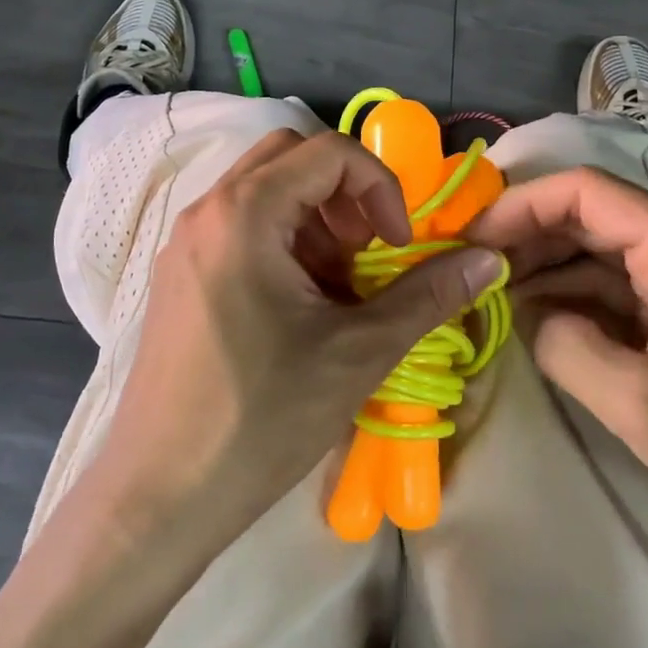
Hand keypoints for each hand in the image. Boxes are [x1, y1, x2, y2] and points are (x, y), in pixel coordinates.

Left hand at [94, 129, 504, 534]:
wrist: (159, 495)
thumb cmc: (262, 418)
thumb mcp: (358, 352)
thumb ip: (427, 295)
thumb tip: (488, 259)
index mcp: (245, 212)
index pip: (330, 151)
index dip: (380, 187)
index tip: (397, 245)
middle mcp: (207, 210)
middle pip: (292, 156)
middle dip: (345, 193)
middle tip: (368, 252)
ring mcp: (186, 241)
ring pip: (265, 189)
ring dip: (315, 219)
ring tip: (338, 287)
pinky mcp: (180, 273)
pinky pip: (240, 224)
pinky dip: (283, 240)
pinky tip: (299, 307)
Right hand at [469, 167, 647, 573]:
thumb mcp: (645, 407)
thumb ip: (567, 347)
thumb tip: (521, 312)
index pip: (587, 192)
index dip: (522, 205)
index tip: (471, 238)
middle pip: (589, 216)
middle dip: (526, 237)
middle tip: (469, 269)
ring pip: (596, 252)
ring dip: (544, 269)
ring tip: (489, 295)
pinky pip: (613, 289)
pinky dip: (570, 300)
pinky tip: (533, 321)